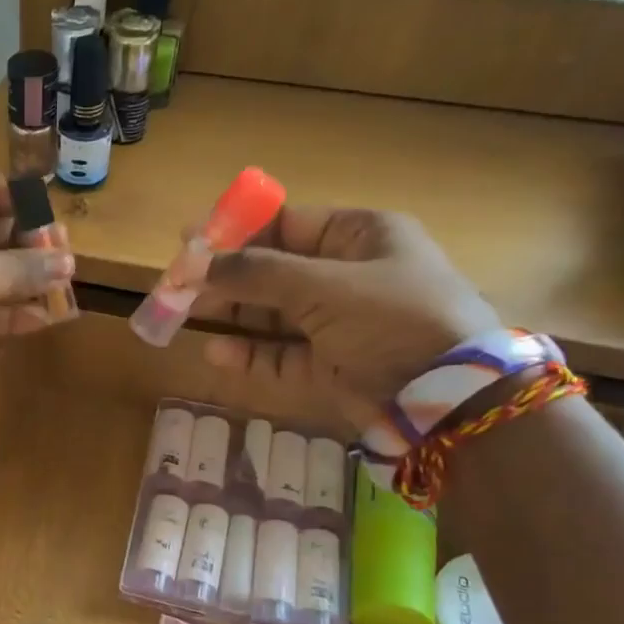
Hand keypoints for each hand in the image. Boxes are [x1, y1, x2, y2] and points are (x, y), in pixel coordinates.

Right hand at [197, 207, 497, 432]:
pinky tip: (216, 352)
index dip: (235, 231)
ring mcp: (337, 324)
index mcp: (359, 237)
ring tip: (182, 316)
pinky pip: (279, 354)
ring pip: (271, 313)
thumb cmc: (393, 320)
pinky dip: (248, 353)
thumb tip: (193, 262)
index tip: (188, 240)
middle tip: (175, 285)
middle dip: (224, 277)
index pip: (286, 224)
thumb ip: (255, 274)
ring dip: (230, 314)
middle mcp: (347, 276)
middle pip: (272, 270)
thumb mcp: (324, 287)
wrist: (448, 399)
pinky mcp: (328, 366)